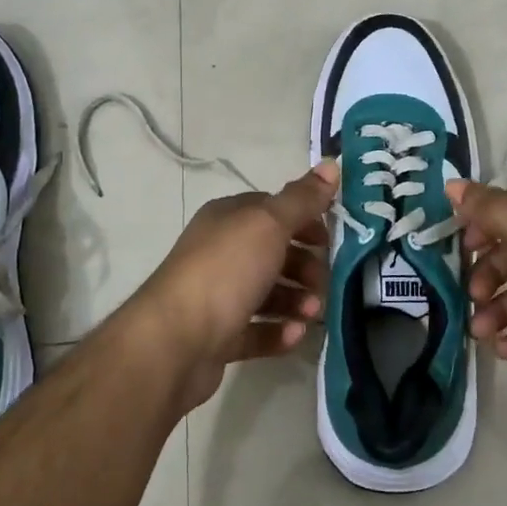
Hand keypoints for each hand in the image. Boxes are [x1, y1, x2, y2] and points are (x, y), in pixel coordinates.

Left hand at [129, 162, 338, 410]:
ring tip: (311, 315)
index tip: (331, 241)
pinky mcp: (218, 336)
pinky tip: (294, 336)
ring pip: (268, 294)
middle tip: (323, 285)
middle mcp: (220, 252)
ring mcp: (218, 296)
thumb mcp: (269, 225)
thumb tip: (332, 163)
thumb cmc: (225, 271)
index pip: (273, 211)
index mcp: (228, 219)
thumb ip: (302, 199)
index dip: (305, 221)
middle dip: (305, 268)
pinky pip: (257, 330)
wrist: (174, 341)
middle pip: (274, 254)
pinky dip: (278, 332)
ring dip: (297, 302)